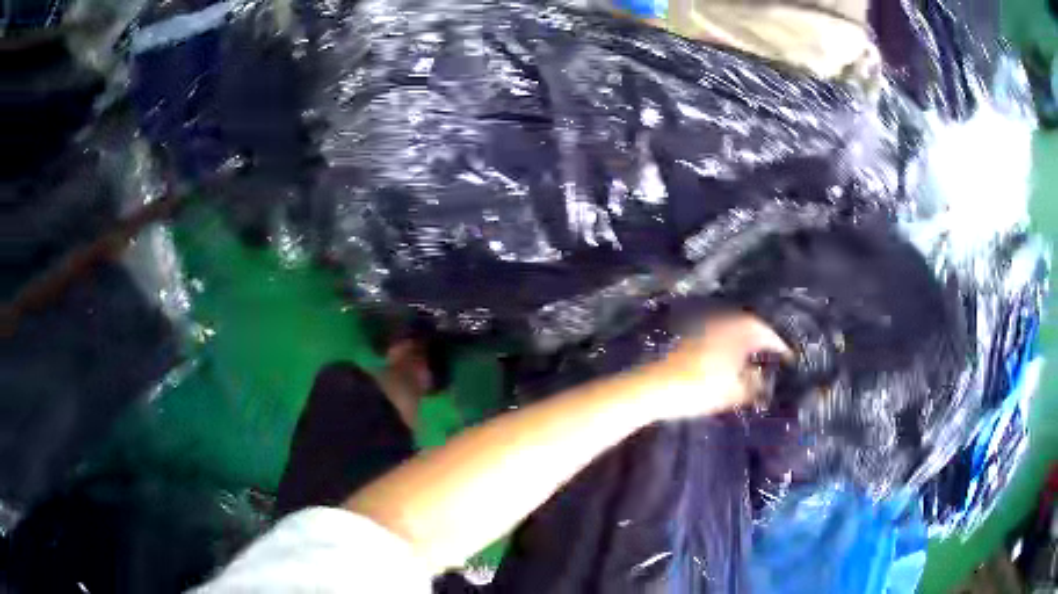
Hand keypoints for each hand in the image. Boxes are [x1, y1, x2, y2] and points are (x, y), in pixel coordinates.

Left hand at [641, 313, 789, 420]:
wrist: (653, 388)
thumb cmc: (698, 390)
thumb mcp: (732, 393)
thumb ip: (753, 386)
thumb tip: (764, 380)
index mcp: (735, 333)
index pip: (763, 331)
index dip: (778, 343)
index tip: (788, 356)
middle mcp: (721, 325)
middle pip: (748, 325)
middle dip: (763, 338)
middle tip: (774, 352)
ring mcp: (703, 330)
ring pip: (732, 329)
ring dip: (746, 340)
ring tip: (755, 357)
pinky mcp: (689, 340)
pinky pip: (719, 335)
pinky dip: (731, 344)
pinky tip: (730, 360)